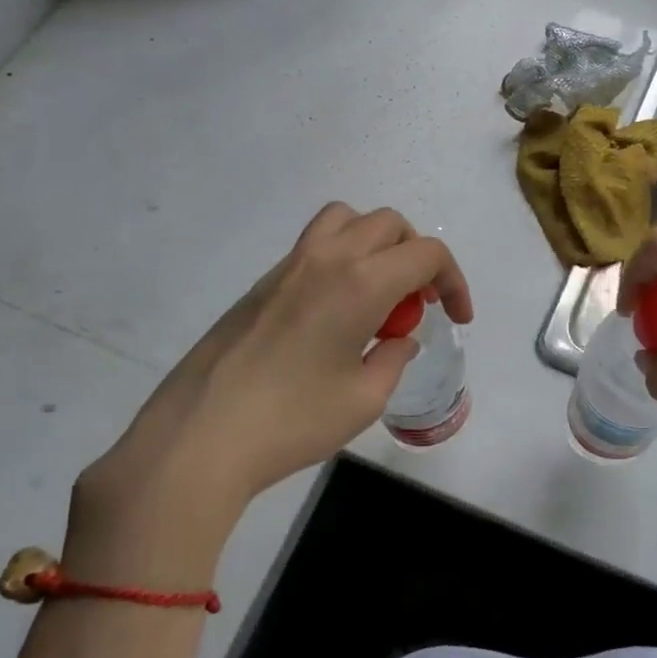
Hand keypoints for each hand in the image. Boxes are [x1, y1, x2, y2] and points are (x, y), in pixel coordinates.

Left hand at [68, 204, 471, 582]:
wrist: (199, 437)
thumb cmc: (292, 422)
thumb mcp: (363, 400)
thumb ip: (392, 359)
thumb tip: (398, 340)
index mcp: (361, 282)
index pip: (426, 253)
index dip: (454, 281)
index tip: (457, 317)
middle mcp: (326, 258)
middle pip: (389, 224)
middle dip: (418, 256)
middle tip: (420, 302)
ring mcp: (288, 266)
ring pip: (345, 220)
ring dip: (376, 244)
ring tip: (379, 291)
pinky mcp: (261, 284)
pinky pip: (314, 245)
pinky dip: (342, 258)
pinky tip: (335, 312)